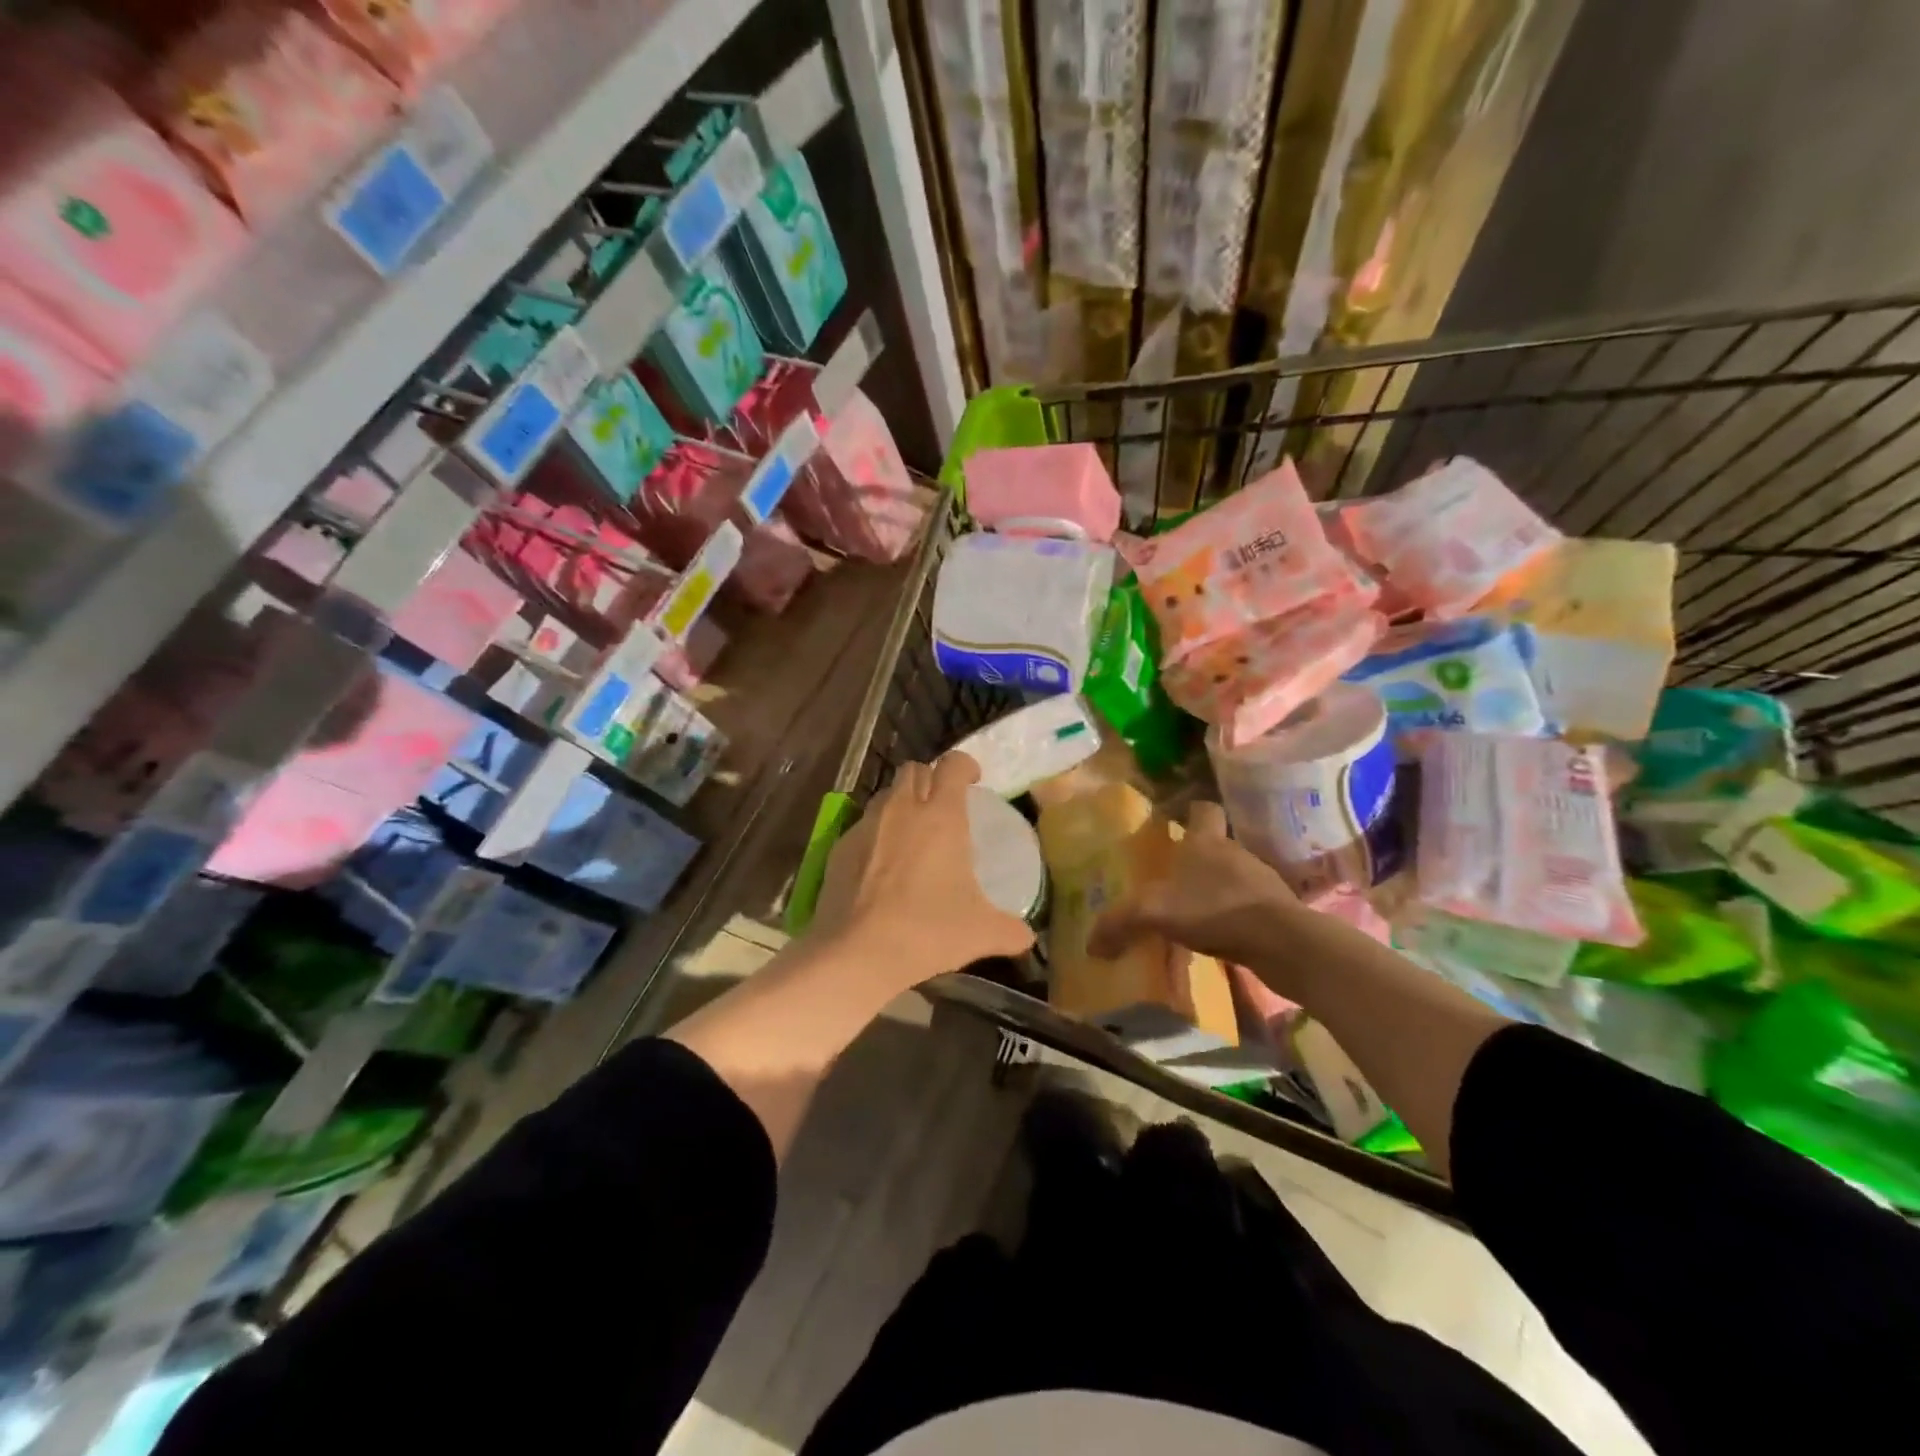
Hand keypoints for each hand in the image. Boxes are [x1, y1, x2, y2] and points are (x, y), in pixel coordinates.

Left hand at [811, 752, 1034, 987]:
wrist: (857, 953)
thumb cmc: (927, 931)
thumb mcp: (981, 933)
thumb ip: (1010, 930)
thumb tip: (1027, 937)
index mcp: (941, 816)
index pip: (953, 765)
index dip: (966, 766)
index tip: (974, 781)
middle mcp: (901, 809)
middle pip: (914, 770)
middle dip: (929, 779)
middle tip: (942, 806)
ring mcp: (866, 826)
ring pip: (885, 795)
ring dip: (900, 804)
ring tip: (911, 835)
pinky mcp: (839, 846)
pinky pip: (862, 827)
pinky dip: (875, 836)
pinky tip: (880, 868)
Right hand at [1088, 801, 1299, 967]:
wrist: (1282, 942)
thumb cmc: (1215, 909)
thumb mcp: (1155, 913)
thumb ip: (1119, 923)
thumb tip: (1090, 945)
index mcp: (1207, 842)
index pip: (1203, 810)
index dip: (1190, 812)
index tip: (1176, 822)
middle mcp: (1235, 853)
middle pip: (1215, 845)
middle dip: (1197, 860)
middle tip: (1173, 880)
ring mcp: (1261, 881)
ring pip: (1233, 876)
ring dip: (1217, 890)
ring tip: (1195, 913)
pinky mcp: (1278, 910)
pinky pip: (1249, 906)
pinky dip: (1235, 916)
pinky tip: (1220, 937)